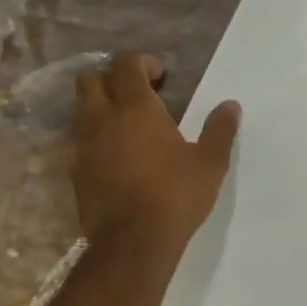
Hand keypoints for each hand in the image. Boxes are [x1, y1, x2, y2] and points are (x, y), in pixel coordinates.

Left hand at [73, 53, 239, 257]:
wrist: (132, 243)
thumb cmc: (175, 196)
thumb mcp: (209, 164)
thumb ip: (219, 130)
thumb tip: (231, 106)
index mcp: (135, 108)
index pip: (125, 64)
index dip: (141, 62)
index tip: (160, 76)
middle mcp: (102, 118)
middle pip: (91, 79)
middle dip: (111, 78)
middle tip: (137, 94)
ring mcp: (83, 145)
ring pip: (81, 110)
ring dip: (100, 107)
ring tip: (126, 125)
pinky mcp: (75, 171)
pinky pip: (79, 141)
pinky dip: (95, 137)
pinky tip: (116, 156)